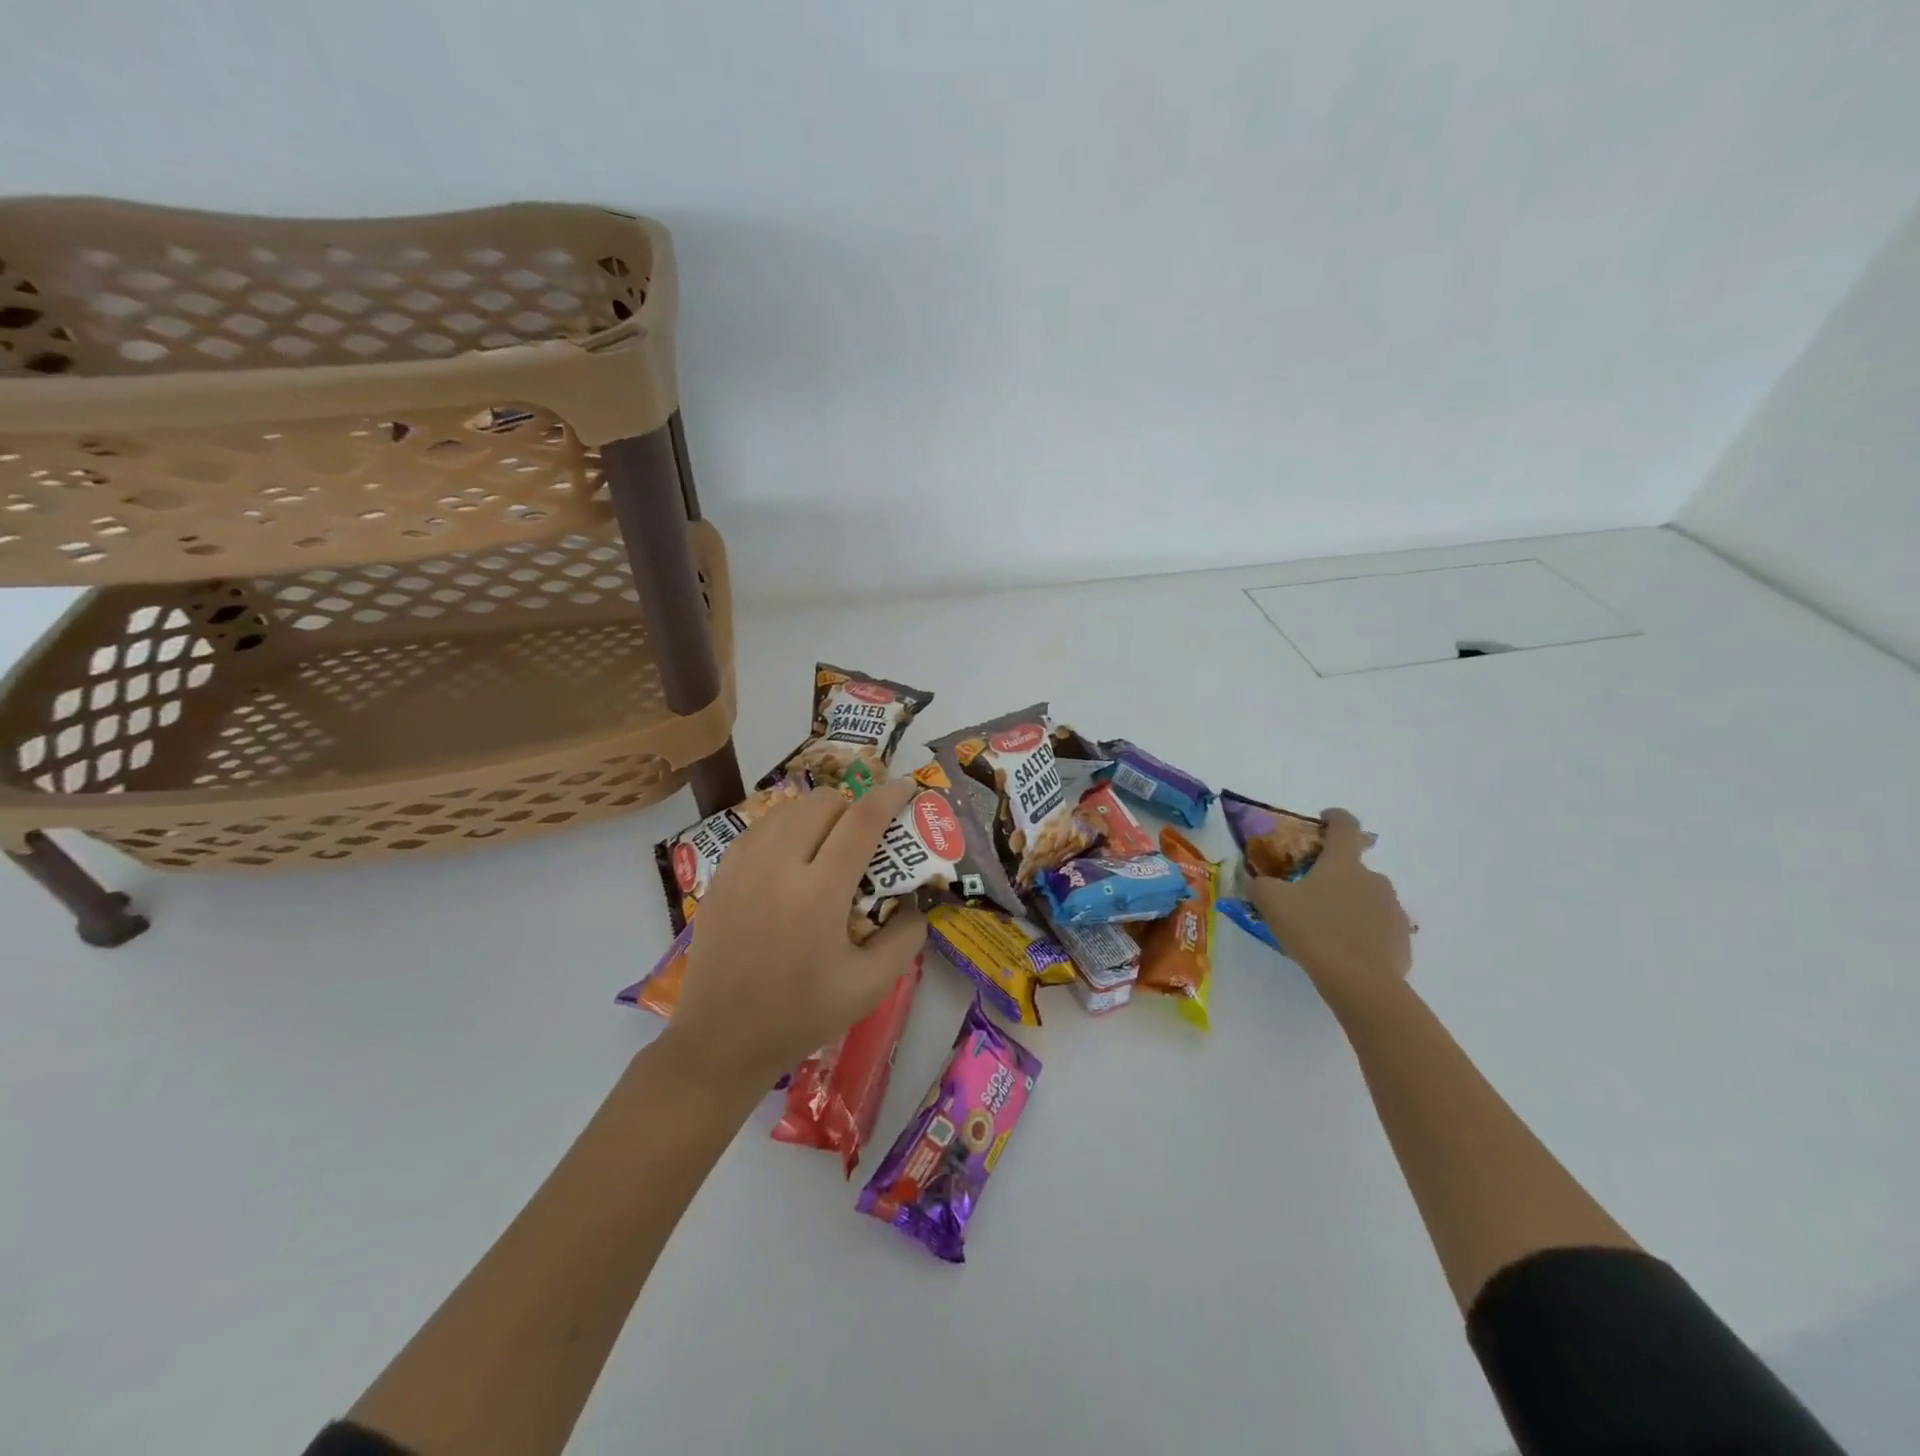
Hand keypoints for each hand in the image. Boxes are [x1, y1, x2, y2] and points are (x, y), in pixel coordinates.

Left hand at [663, 777, 927, 1089]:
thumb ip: (905, 938)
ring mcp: (742, 866)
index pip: (861, 821)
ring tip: (827, 845)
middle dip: (852, 808)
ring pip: (788, 809)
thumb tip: (914, 901)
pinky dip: (784, 829)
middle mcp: (778, 866)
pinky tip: (790, 859)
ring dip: (818, 815)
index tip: (907, 787)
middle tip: (864, 838)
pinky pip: (760, 828)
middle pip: (823, 802)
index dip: (889, 797)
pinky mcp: (720, 874)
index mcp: (819, 893)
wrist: (721, 1040)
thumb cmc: (801, 1016)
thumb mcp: (871, 986)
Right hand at [1246, 807, 1411, 1015]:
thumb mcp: (1272, 903)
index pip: (1345, 825)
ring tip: (1326, 928)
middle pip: (1353, 867)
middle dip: (1333, 875)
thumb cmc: (1314, 930)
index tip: (1323, 819)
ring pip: (1366, 898)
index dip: (1334, 817)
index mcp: (1343, 863)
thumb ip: (1259, 885)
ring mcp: (1392, 909)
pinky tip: (1344, 951)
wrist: (1361, 981)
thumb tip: (1254, 880)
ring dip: (1348, 904)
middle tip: (1309, 894)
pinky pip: (1378, 927)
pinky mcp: (1401, 938)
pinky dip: (1362, 932)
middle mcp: (1373, 879)